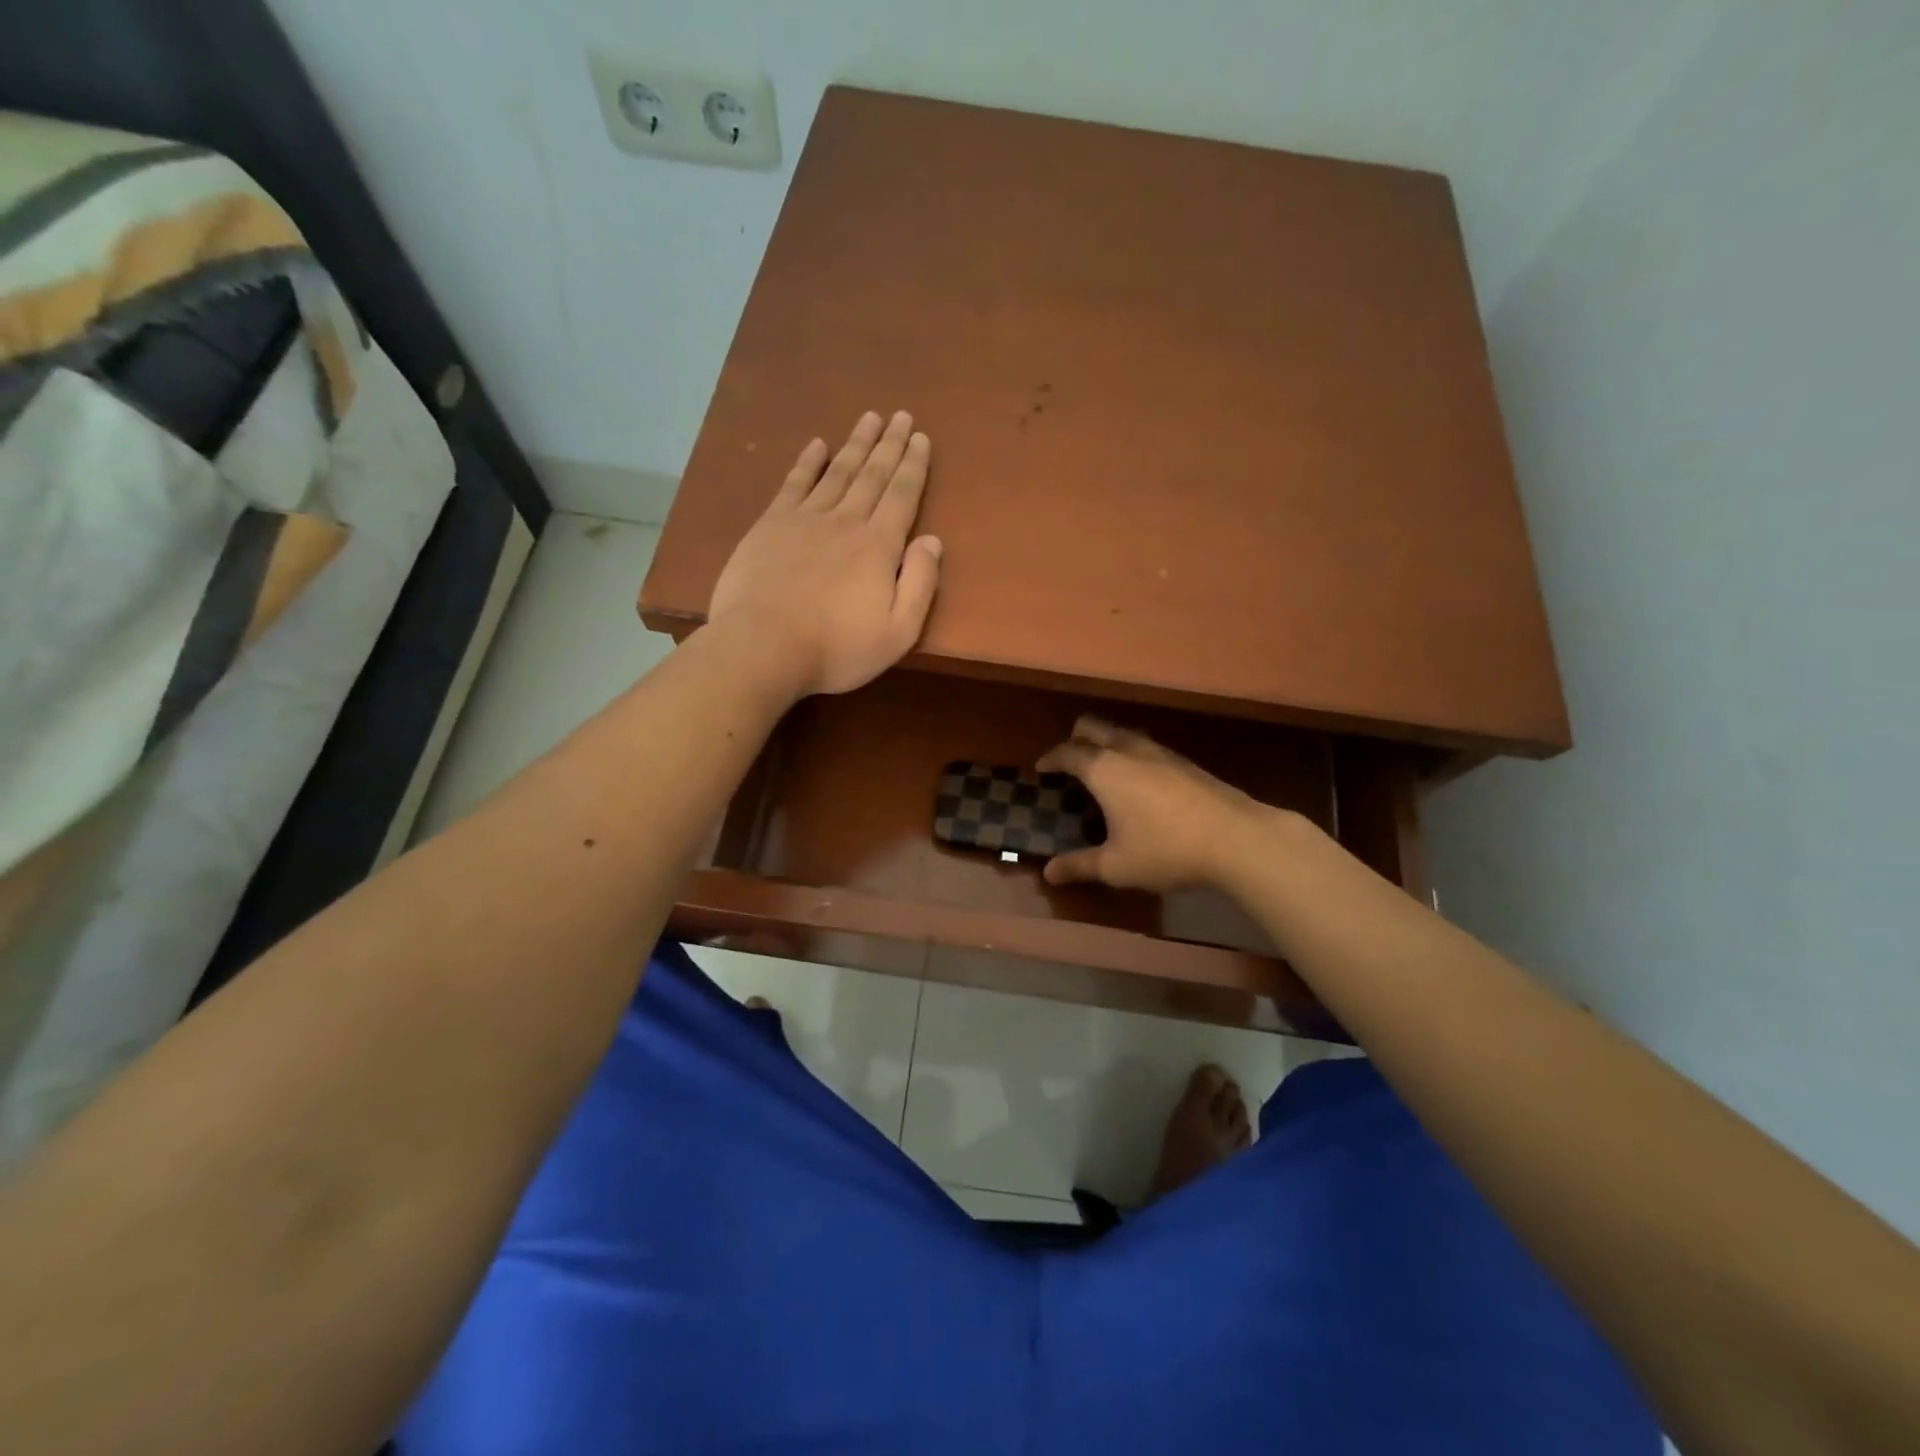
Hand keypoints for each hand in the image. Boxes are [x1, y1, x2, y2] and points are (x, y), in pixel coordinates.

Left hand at [709, 410, 942, 698]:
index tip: (921, 438)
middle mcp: (846, 522)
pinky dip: (807, 462)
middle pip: (873, 475)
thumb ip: (920, 584)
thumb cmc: (837, 648)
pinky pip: (794, 484)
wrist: (763, 647)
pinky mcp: (771, 525)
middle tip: (901, 416)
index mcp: (879, 547)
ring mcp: (805, 519)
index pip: (902, 496)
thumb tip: (932, 540)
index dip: (914, 466)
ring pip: (838, 472)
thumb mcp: (898, 632)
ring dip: (856, 444)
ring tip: (870, 418)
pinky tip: (817, 445)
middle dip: (890, 445)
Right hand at [1036, 717, 1270, 891]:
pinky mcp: (1186, 762)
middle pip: (1094, 727)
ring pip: (1124, 733)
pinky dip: (1131, 754)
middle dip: (1076, 738)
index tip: (1041, 768)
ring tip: (1103, 769)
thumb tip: (1048, 873)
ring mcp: (1161, 752)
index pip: (1068, 753)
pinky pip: (1147, 747)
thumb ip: (1079, 866)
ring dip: (1107, 743)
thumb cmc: (1166, 850)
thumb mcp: (1116, 866)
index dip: (1051, 758)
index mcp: (1104, 769)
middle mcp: (1129, 751)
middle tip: (1069, 760)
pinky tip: (1141, 782)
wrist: (1237, 839)